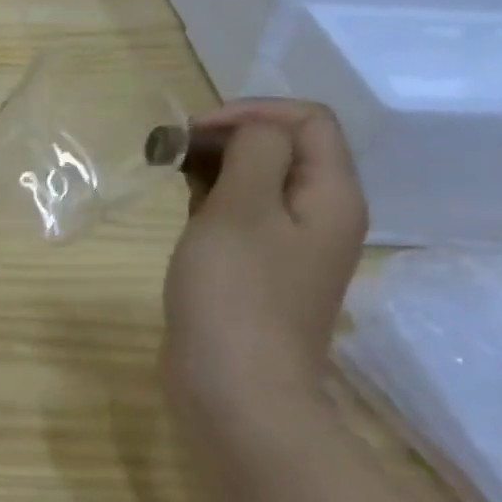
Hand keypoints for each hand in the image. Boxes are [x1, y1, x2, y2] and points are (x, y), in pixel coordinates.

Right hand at [162, 100, 367, 423]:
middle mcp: (320, 216)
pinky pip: (243, 216)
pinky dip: (213, 199)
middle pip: (286, 149)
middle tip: (173, 149)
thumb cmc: (235, 293)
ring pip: (260, 183)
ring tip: (170, 171)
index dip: (252, 112)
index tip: (194, 130)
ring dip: (218, 166)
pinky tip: (182, 205)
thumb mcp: (242, 209)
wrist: (235, 389)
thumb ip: (254, 152)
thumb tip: (252, 130)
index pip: (308, 121)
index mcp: (331, 196)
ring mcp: (289, 248)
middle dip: (230, 136)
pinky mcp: (258, 271)